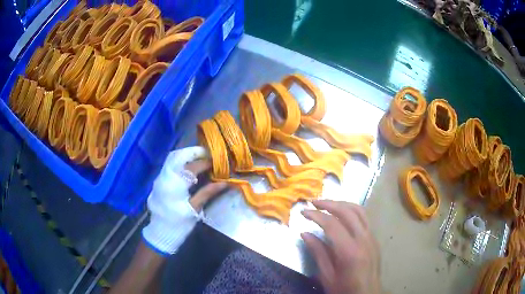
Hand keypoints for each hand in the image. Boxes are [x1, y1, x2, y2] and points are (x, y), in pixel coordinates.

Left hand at [142, 146, 226, 254]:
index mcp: (175, 184)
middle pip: (179, 156)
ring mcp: (160, 177)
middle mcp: (165, 176)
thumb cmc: (179, 223)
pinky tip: (190, 166)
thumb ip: (207, 193)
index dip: (206, 163)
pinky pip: (170, 164)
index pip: (192, 166)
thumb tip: (225, 182)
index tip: (218, 162)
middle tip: (209, 155)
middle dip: (195, 152)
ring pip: (173, 158)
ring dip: (187, 155)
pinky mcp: (160, 181)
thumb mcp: (194, 209)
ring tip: (201, 158)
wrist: (160, 232)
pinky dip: (181, 161)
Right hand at [301, 200, 380, 293]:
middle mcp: (363, 239)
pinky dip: (352, 210)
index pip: (332, 224)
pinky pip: (364, 218)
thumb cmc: (344, 289)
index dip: (316, 215)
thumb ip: (318, 253)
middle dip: (329, 203)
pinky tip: (342, 214)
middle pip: (347, 211)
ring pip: (359, 210)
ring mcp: (372, 237)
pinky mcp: (374, 239)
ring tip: (327, 204)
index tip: (303, 212)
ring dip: (342, 204)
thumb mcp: (327, 276)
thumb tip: (305, 233)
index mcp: (349, 251)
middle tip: (313, 202)